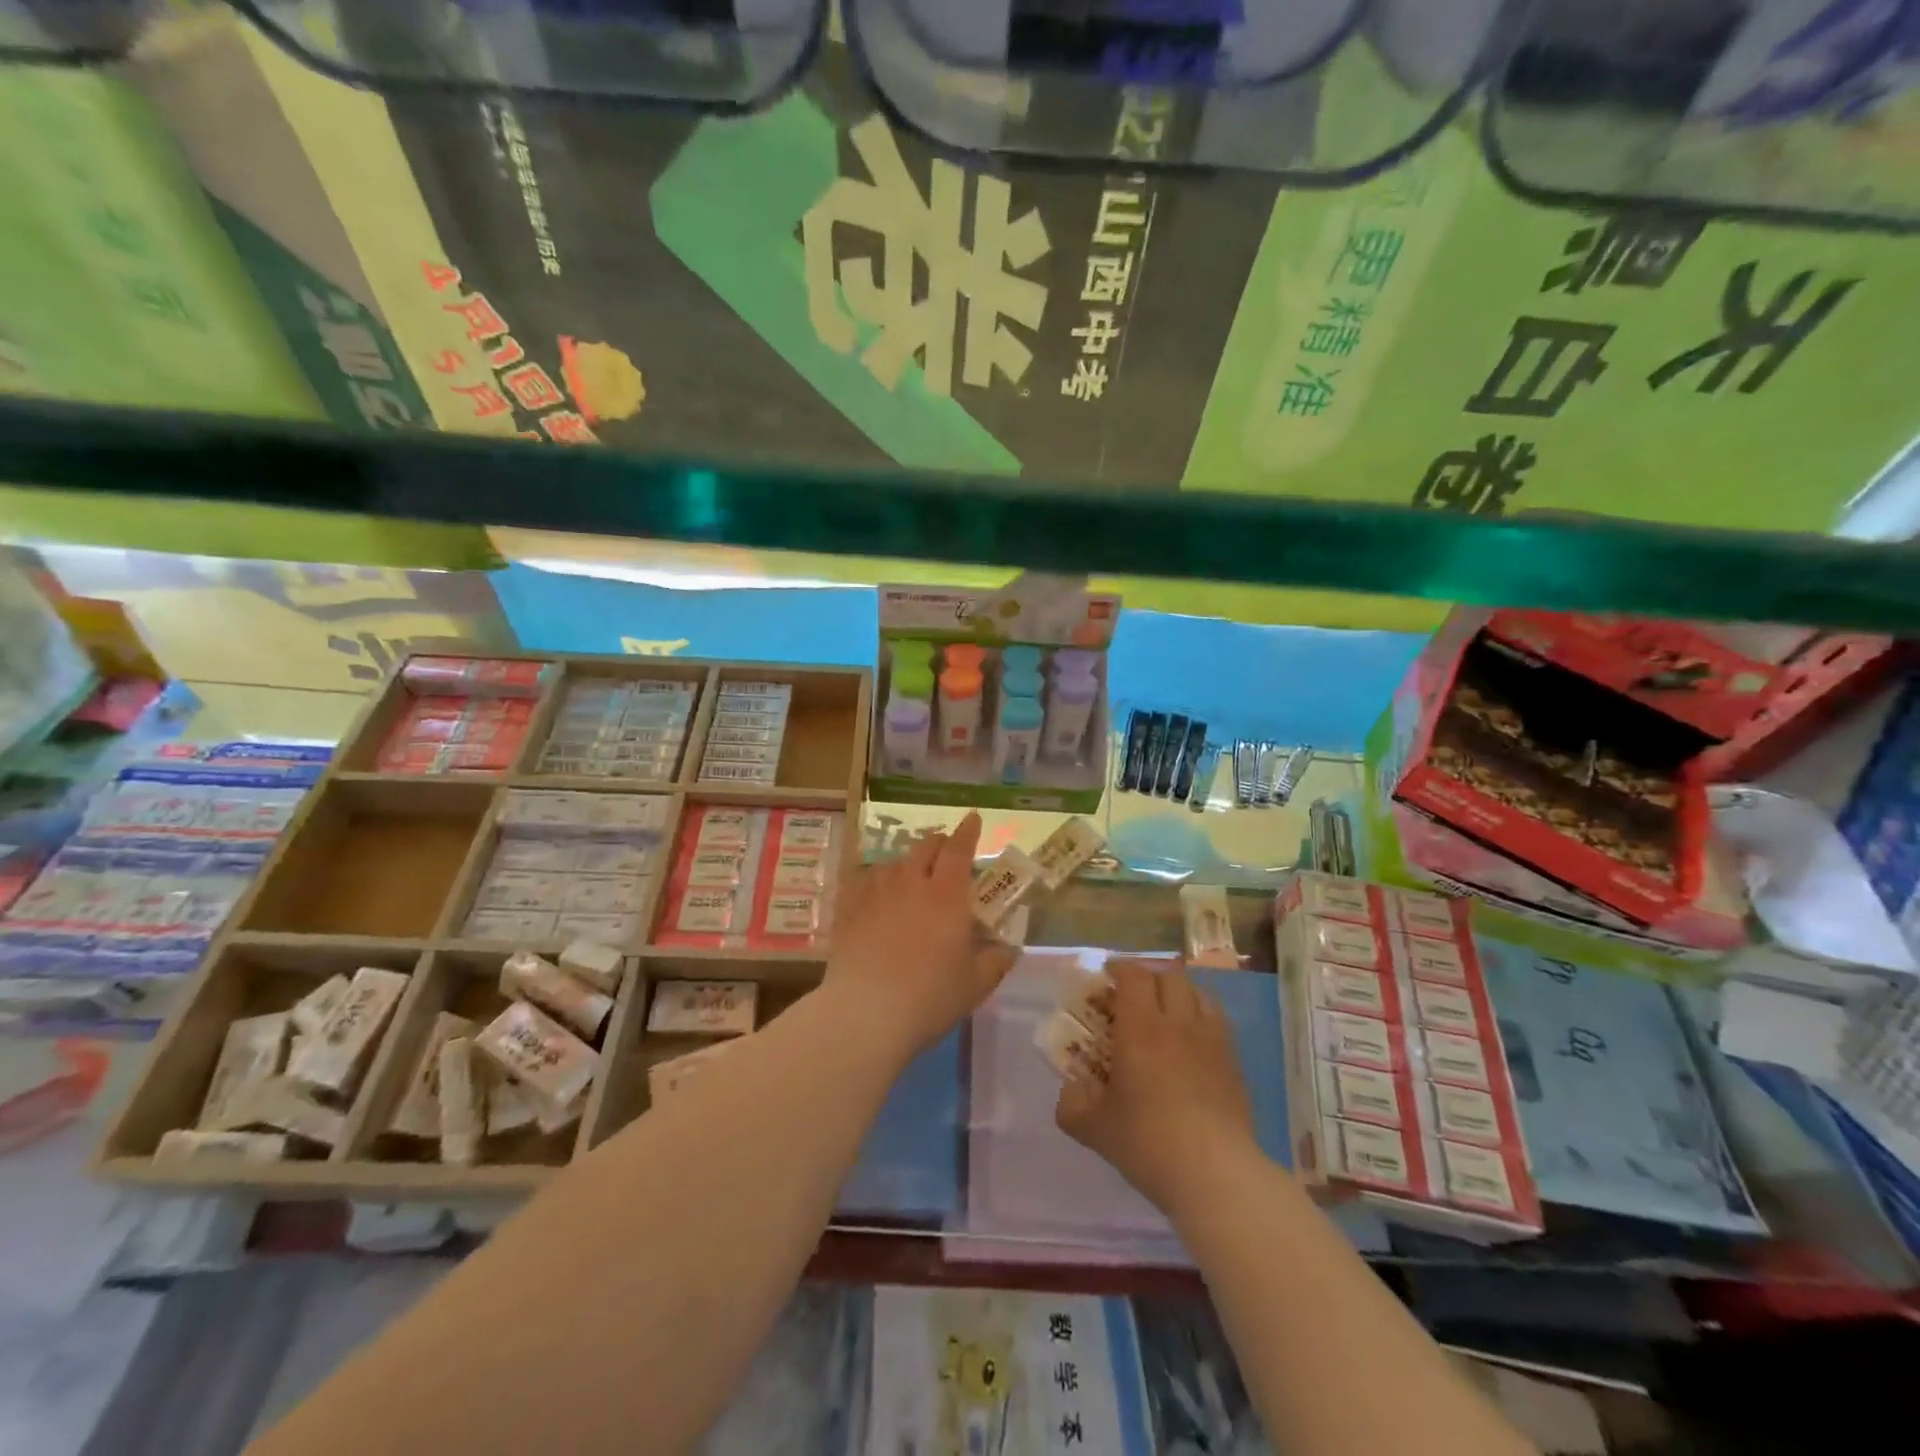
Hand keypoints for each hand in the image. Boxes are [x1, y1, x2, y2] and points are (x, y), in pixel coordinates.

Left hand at [824, 813, 1015, 1056]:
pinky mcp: (848, 908)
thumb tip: (1009, 950)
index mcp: (947, 896)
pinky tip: (875, 892)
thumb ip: (995, 962)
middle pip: (925, 847)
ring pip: (894, 863)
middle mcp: (911, 883)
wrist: (865, 1014)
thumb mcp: (974, 985)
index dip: (968, 832)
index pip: (959, 849)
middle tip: (946, 852)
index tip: (972, 819)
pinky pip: (863, 880)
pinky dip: (876, 880)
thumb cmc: (929, 998)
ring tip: (911, 877)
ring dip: (908, 863)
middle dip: (939, 843)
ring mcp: (875, 893)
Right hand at [1056, 959, 1258, 1217]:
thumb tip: (1070, 1091)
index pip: (1134, 975)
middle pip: (1169, 975)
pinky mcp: (1234, 1062)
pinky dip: (1201, 1017)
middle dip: (1149, 977)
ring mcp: (1211, 1040)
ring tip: (1166, 1010)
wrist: (1215, 1174)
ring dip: (1179, 992)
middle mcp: (1178, 1022)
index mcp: (1140, 1028)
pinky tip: (1192, 1041)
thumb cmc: (1148, 1142)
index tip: (1107, 975)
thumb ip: (1072, 1105)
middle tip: (1134, 994)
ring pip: (1198, 992)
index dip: (1119, 968)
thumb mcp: (1094, 1128)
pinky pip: (1217, 1020)